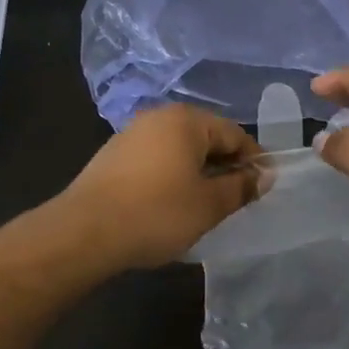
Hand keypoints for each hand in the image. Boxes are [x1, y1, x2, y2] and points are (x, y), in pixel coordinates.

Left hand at [59, 105, 265, 268]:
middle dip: (225, 166)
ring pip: (179, 149)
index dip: (253, 160)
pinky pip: (156, 159)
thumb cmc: (157, 213)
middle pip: (205, 137)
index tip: (264, 187)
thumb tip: (264, 175)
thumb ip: (241, 187)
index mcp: (186, 120)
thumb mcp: (209, 205)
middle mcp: (159, 117)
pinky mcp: (113, 155)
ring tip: (206, 205)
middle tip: (237, 199)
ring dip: (198, 172)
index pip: (234, 133)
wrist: (85, 231)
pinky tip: (171, 204)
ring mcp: (132, 134)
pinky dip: (172, 176)